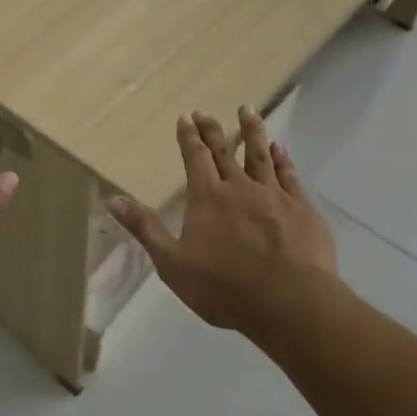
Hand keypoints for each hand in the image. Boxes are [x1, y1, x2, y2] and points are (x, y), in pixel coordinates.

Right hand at [111, 108, 339, 342]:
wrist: (291, 304)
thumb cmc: (225, 288)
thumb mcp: (172, 263)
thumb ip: (145, 228)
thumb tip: (113, 199)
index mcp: (207, 198)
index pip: (195, 158)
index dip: (188, 137)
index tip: (185, 118)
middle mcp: (240, 188)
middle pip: (224, 151)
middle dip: (212, 130)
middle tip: (205, 112)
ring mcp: (275, 196)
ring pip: (260, 155)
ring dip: (252, 132)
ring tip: (247, 111)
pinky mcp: (303, 210)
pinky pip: (290, 175)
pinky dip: (283, 159)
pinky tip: (281, 149)